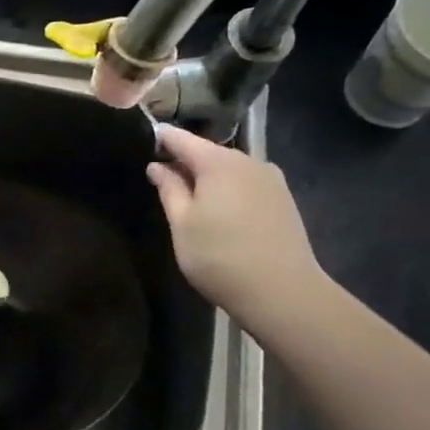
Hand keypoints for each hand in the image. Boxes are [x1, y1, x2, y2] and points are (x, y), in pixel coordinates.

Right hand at [146, 126, 327, 334]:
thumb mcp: (181, 223)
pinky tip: (221, 212)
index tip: (146, 138)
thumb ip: (169, 189)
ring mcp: (271, 180)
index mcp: (219, 162)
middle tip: (162, 176)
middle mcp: (249, 161)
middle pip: (209, 153)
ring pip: (230, 170)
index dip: (162, 137)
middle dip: (185, 161)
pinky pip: (247, 185)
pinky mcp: (283, 200)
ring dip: (209, 178)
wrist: (282, 291)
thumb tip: (157, 166)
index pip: (182, 139)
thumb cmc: (219, 256)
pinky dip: (229, 190)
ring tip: (190, 198)